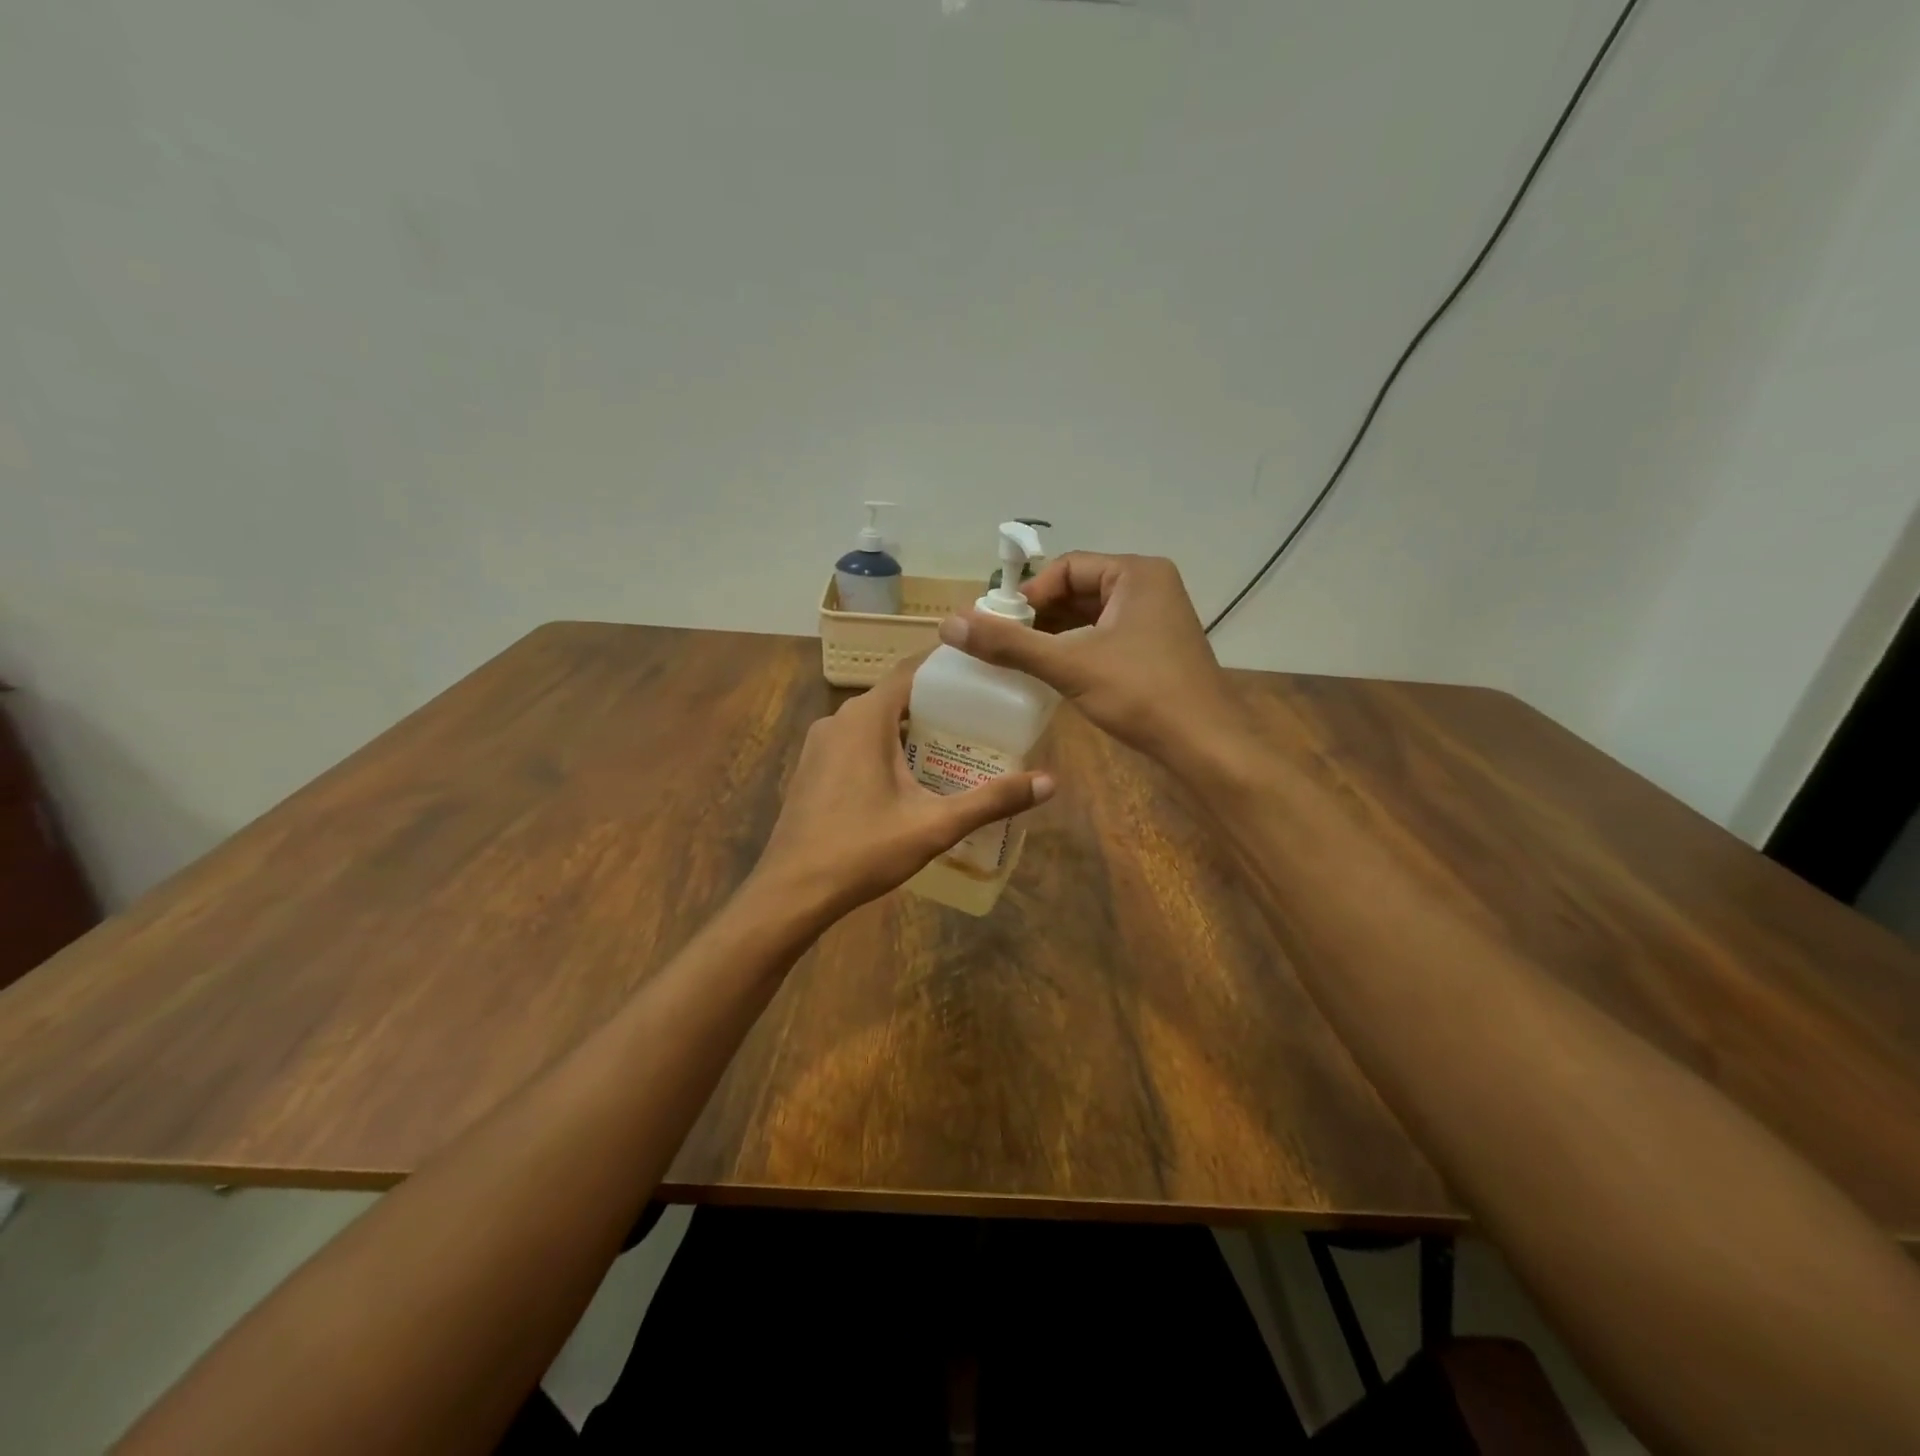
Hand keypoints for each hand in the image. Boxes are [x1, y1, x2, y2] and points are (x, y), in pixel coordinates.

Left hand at [749, 655, 1055, 923]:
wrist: (792, 891)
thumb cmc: (863, 849)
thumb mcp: (934, 825)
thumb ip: (991, 800)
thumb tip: (1050, 783)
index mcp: (866, 718)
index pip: (912, 670)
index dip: (948, 667)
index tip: (985, 672)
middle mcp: (839, 719)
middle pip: (896, 696)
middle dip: (937, 704)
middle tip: (981, 717)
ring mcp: (820, 744)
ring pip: (874, 721)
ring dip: (911, 728)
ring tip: (954, 745)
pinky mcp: (813, 768)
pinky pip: (856, 742)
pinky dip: (885, 746)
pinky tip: (910, 776)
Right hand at [938, 553, 1243, 766]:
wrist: (1205, 745)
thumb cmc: (1141, 693)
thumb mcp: (1069, 665)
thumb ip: (1009, 644)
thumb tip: (948, 623)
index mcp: (1136, 573)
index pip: (1067, 568)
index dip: (1028, 595)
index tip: (998, 625)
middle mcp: (1149, 587)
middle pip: (1078, 590)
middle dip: (1039, 616)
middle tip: (1002, 643)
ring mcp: (1156, 620)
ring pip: (1090, 617)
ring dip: (1055, 635)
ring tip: (1019, 660)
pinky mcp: (1156, 650)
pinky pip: (1105, 637)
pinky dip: (1076, 650)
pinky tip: (1053, 673)